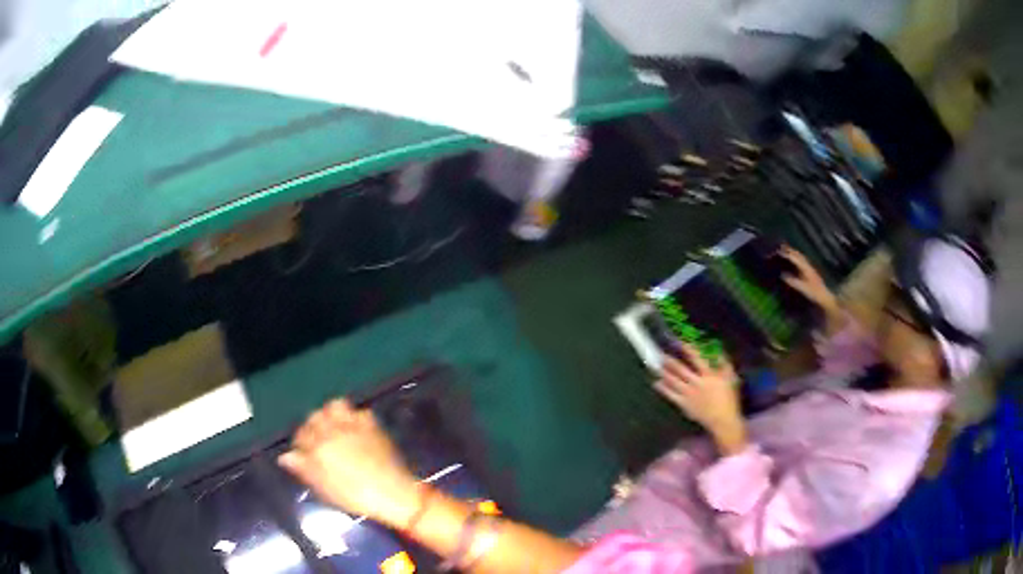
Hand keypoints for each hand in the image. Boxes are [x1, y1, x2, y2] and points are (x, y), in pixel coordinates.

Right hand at [279, 399, 419, 526]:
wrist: (392, 493)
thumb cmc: (356, 497)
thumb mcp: (325, 488)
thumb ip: (304, 469)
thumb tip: (285, 457)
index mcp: (318, 448)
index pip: (300, 434)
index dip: (300, 442)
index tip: (304, 449)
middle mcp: (333, 431)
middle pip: (315, 417)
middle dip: (313, 425)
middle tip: (319, 438)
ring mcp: (354, 426)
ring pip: (335, 406)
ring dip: (332, 414)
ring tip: (336, 427)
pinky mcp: (373, 425)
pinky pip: (360, 411)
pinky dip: (356, 417)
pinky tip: (357, 429)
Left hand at [654, 347, 745, 454]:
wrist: (723, 420)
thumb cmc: (729, 399)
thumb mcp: (731, 378)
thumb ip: (725, 364)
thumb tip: (719, 351)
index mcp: (709, 375)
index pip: (696, 358)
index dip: (688, 349)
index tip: (680, 342)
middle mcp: (697, 383)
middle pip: (680, 370)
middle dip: (670, 361)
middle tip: (661, 354)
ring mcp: (689, 394)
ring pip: (673, 381)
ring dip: (664, 373)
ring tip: (656, 366)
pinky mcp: (684, 405)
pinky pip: (671, 395)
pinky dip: (663, 389)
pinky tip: (657, 384)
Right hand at [778, 245, 837, 311]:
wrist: (824, 297)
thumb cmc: (813, 293)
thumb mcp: (802, 288)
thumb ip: (793, 281)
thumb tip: (782, 275)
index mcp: (805, 268)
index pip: (795, 258)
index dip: (787, 254)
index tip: (779, 251)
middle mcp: (808, 266)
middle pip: (799, 255)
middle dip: (790, 250)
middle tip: (782, 246)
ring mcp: (810, 268)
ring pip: (801, 257)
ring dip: (795, 253)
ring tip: (788, 250)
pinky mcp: (811, 272)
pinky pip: (803, 261)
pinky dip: (798, 258)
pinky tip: (797, 260)